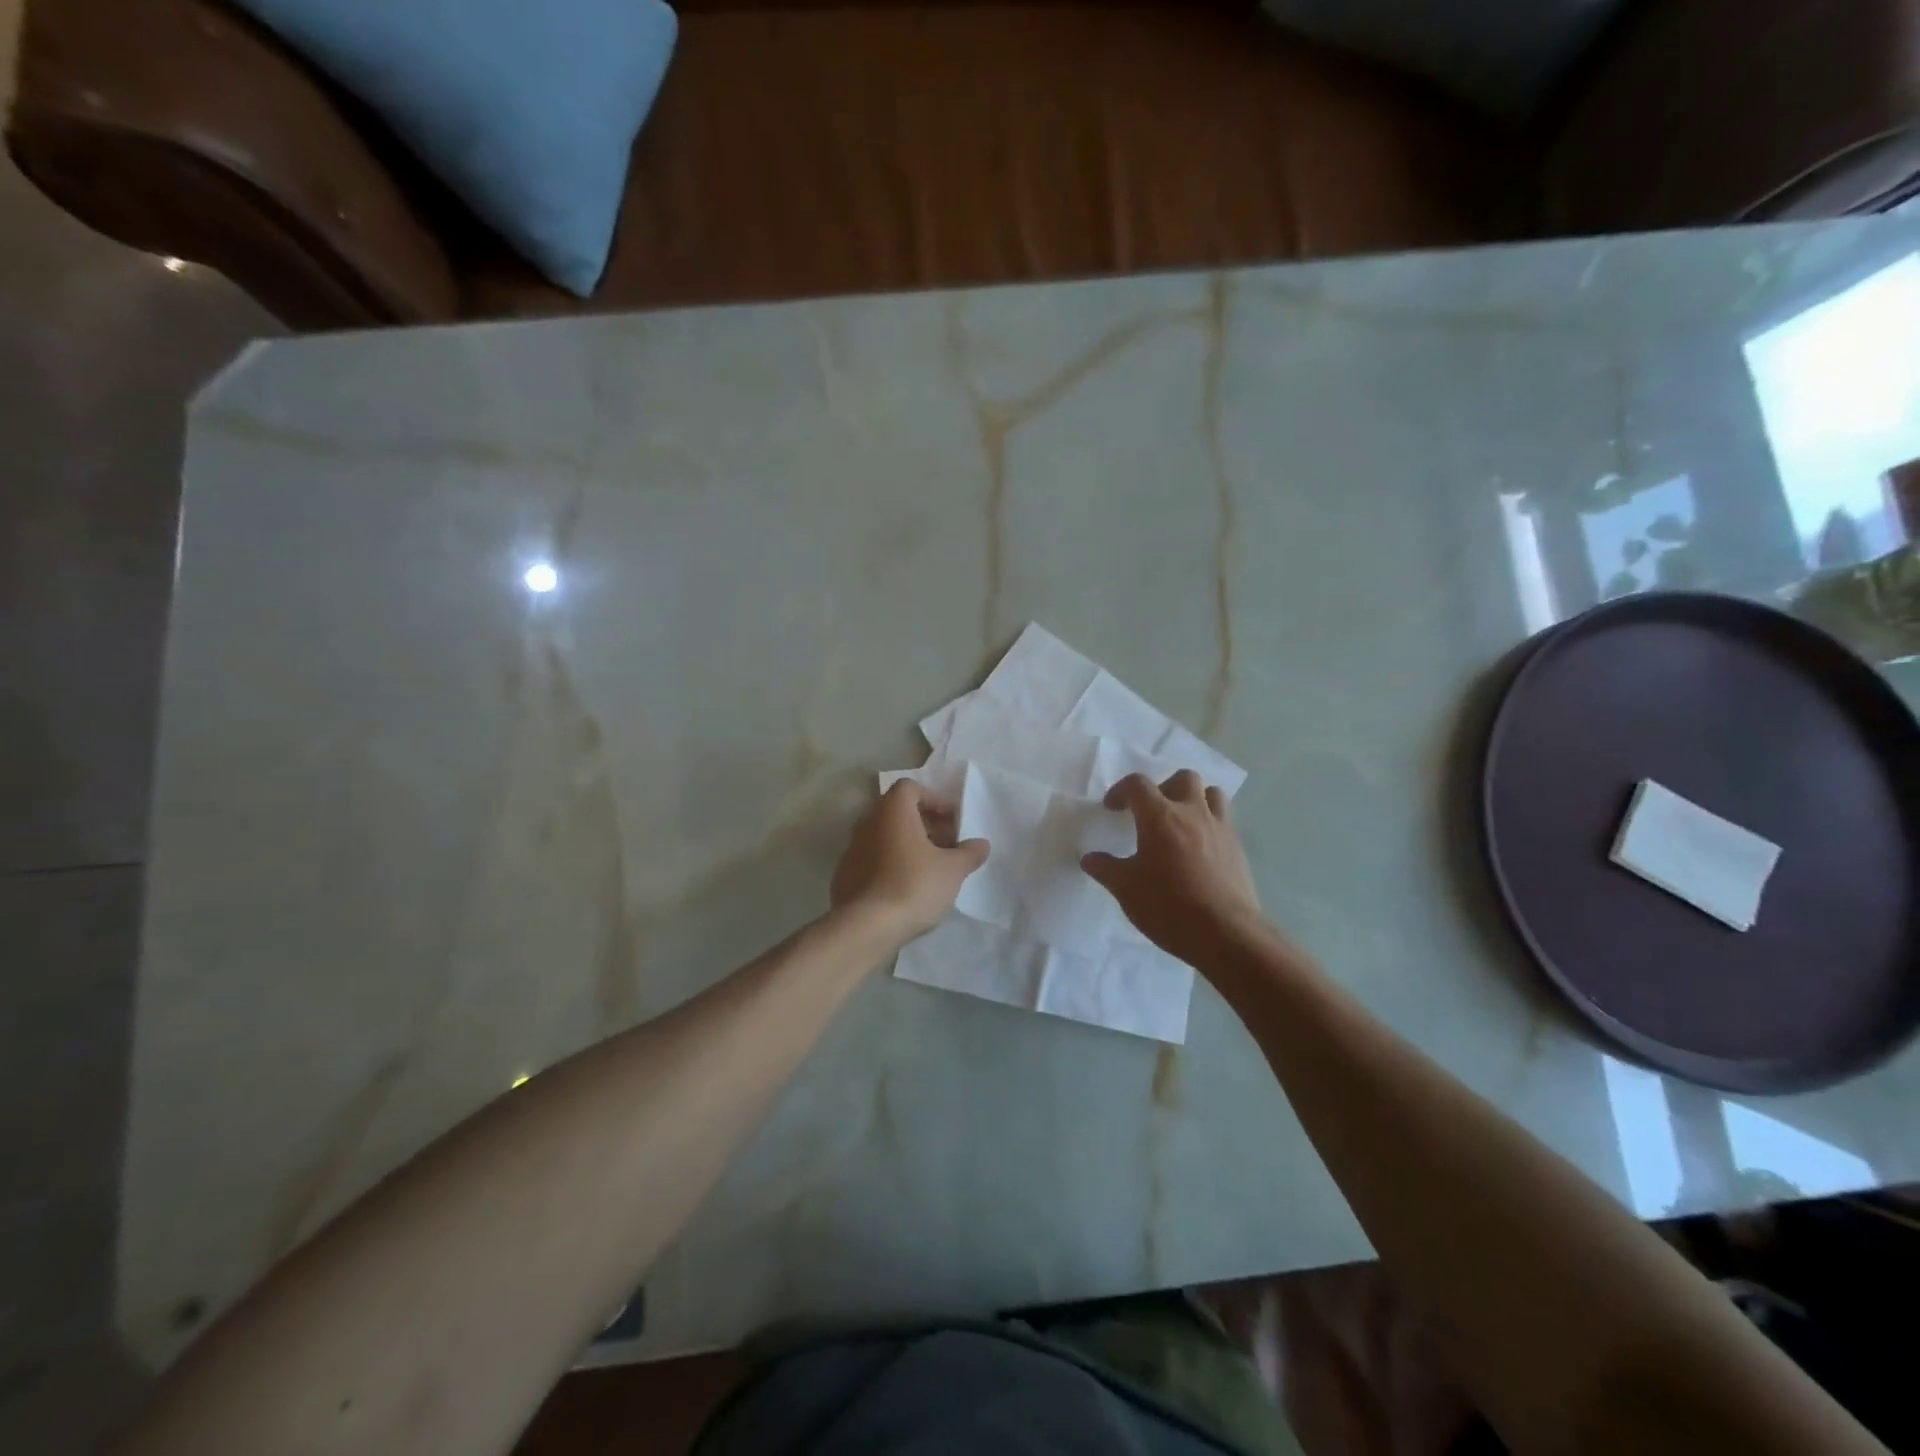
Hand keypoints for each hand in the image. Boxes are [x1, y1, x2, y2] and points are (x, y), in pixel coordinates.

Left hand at [832, 781, 989, 945]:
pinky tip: (905, 888)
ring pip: (883, 836)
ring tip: (929, 869)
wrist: (866, 927)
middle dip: (923, 824)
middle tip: (945, 846)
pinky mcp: (844, 875)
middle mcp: (868, 822)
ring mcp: (852, 849)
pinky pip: (871, 859)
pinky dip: (889, 864)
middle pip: (897, 812)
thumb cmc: (914, 886)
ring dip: (906, 845)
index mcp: (893, 811)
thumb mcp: (953, 870)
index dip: (933, 799)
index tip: (951, 822)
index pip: (910, 788)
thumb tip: (981, 844)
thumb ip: (969, 853)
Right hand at [1082, 771, 1263, 966]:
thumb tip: (1090, 859)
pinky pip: (1224, 820)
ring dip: (1194, 799)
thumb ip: (1106, 868)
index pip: (1138, 784)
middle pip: (1183, 778)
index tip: (1112, 809)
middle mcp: (1192, 813)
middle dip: (1164, 787)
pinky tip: (1199, 850)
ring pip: (1211, 794)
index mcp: (1160, 816)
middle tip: (1151, 812)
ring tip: (1180, 823)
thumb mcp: (1126, 889)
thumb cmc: (1168, 906)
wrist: (1225, 934)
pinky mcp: (1238, 848)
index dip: (1121, 790)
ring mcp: (1220, 828)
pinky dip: (1209, 824)